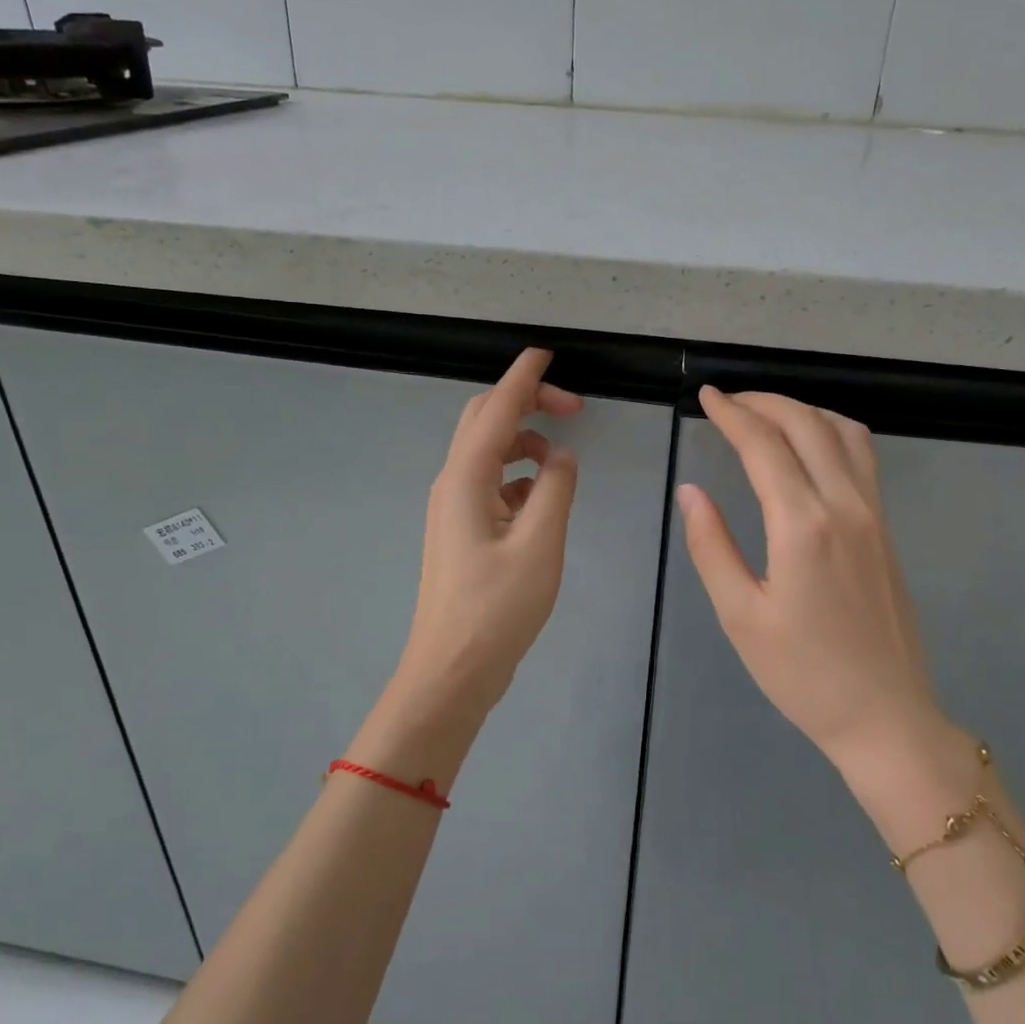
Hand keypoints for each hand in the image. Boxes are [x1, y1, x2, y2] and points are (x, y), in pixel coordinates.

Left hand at [390, 348, 581, 723]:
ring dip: (524, 441)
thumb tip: (560, 457)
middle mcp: (453, 483)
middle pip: (484, 421)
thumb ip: (555, 489)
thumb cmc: (496, 609)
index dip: (523, 377)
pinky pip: (491, 483)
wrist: (451, 670)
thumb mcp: (540, 544)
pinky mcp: (462, 530)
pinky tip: (542, 498)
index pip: (496, 408)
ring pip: (488, 452)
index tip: (546, 352)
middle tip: (573, 408)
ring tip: (563, 459)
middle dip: (526, 403)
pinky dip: (519, 475)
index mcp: (467, 479)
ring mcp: (454, 508)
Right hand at [677, 387, 961, 785]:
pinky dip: (831, 431)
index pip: (764, 446)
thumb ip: (711, 546)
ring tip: (765, 414)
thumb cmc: (803, 674)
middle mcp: (844, 506)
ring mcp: (874, 514)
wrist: (885, 716)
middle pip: (806, 424)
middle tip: (727, 401)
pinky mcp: (887, 528)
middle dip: (764, 401)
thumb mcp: (740, 615)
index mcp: (802, 526)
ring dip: (802, 410)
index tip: (706, 397)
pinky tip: (809, 445)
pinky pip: (862, 457)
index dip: (731, 414)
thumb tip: (691, 492)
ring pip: (843, 432)